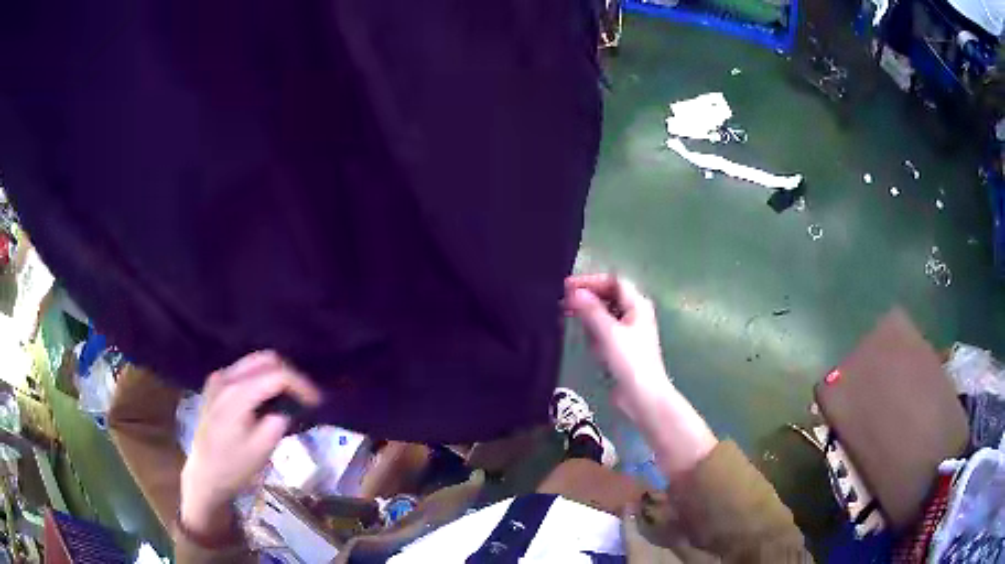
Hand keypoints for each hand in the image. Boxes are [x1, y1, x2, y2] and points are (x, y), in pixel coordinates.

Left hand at [180, 351, 321, 537]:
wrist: (204, 475)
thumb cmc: (234, 466)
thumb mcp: (263, 449)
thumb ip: (279, 422)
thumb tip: (288, 408)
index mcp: (237, 393)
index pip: (277, 375)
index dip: (301, 384)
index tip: (317, 401)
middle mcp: (225, 377)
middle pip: (265, 359)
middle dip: (289, 374)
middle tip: (305, 397)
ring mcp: (218, 379)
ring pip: (254, 362)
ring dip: (275, 375)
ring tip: (290, 397)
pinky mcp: (215, 385)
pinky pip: (243, 370)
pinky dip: (261, 378)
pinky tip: (268, 398)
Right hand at [563, 273, 670, 422]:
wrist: (642, 395)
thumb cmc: (629, 361)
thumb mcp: (608, 332)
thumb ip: (591, 310)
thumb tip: (574, 292)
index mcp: (637, 305)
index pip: (613, 281)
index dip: (591, 281)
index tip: (567, 287)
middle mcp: (635, 314)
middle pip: (609, 296)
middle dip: (587, 298)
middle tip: (563, 303)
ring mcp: (630, 331)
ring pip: (605, 314)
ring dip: (589, 316)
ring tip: (572, 321)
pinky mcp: (623, 348)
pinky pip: (605, 332)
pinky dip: (595, 333)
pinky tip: (590, 345)